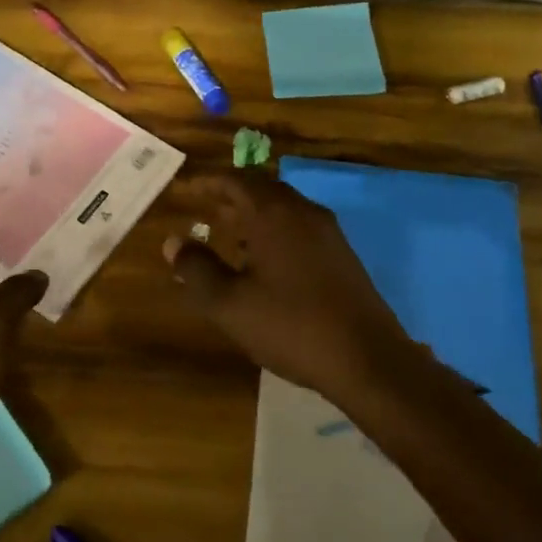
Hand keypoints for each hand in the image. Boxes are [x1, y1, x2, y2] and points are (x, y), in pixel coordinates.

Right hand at [164, 171, 416, 399]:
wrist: (368, 360)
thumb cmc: (291, 326)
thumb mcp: (230, 304)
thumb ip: (197, 270)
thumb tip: (173, 242)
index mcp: (273, 214)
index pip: (233, 181)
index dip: (205, 182)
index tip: (184, 189)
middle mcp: (302, 212)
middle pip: (260, 189)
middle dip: (229, 195)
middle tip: (203, 207)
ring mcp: (327, 232)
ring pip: (282, 208)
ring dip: (252, 213)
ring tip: (227, 231)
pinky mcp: (341, 254)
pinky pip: (298, 227)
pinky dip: (273, 230)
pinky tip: (264, 260)